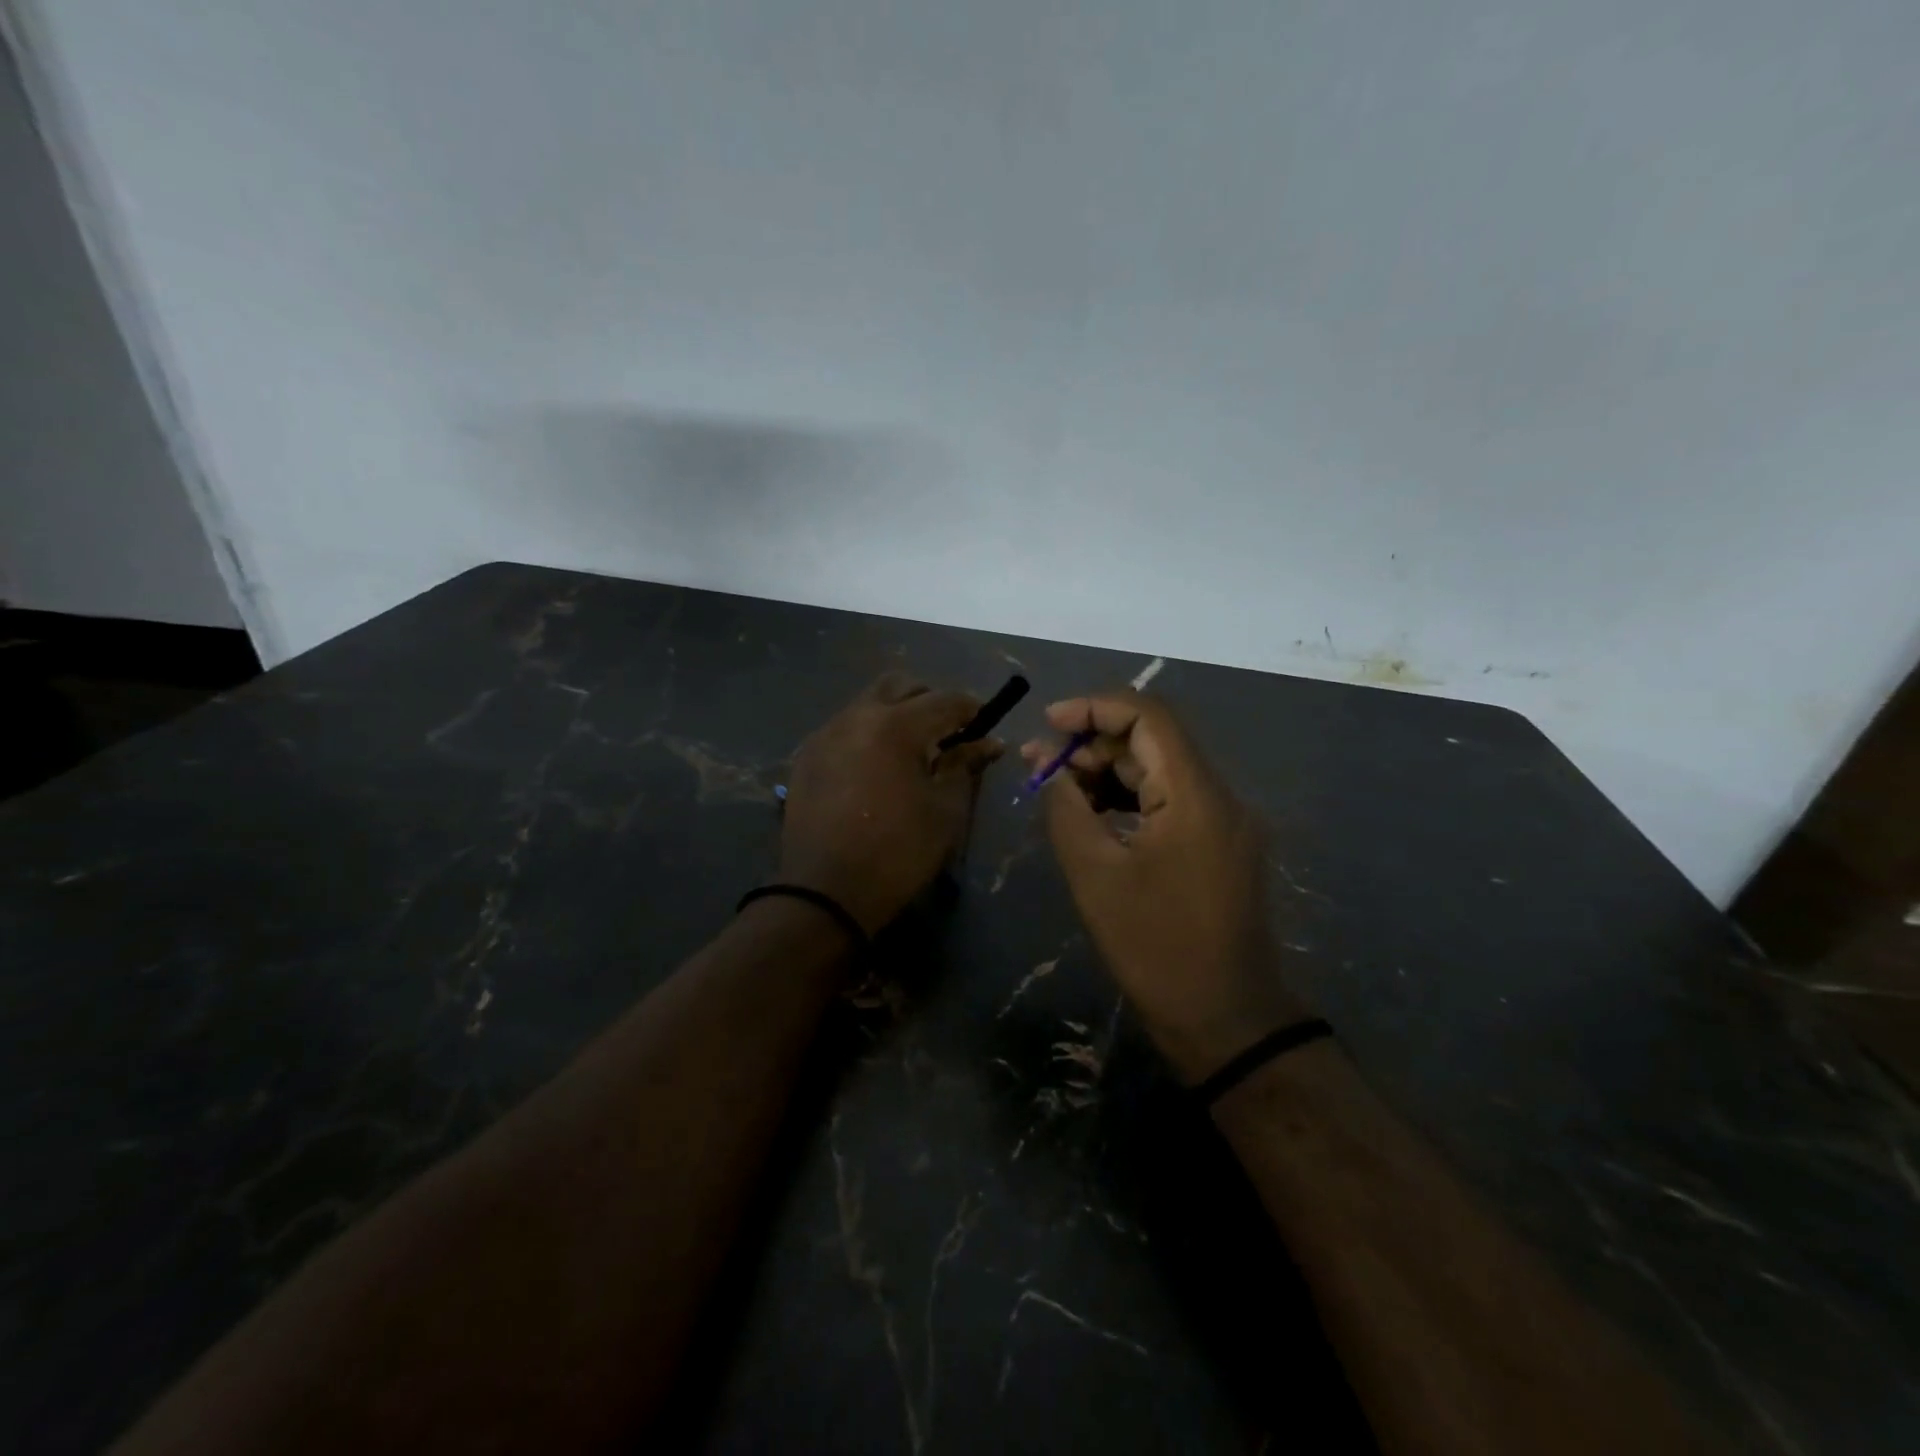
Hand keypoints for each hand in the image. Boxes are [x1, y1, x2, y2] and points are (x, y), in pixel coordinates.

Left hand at [780, 674, 1003, 935]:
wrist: (825, 892)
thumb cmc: (898, 853)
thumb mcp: (945, 810)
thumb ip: (964, 765)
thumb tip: (987, 742)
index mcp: (895, 726)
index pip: (944, 700)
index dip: (971, 709)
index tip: (986, 724)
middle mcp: (856, 716)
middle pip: (900, 686)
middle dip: (930, 701)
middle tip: (947, 733)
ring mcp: (826, 734)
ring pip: (868, 703)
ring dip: (896, 714)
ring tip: (912, 750)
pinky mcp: (807, 756)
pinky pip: (845, 727)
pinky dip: (868, 733)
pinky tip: (877, 766)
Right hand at [1023, 692, 1307, 1082]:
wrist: (1226, 1021)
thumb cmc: (1156, 948)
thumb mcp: (1096, 876)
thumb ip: (1067, 810)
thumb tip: (1052, 772)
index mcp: (1196, 795)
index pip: (1148, 717)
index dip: (1094, 707)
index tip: (1048, 723)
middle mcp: (1219, 796)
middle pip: (1153, 741)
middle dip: (1093, 743)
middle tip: (1039, 765)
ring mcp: (1224, 822)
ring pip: (1159, 772)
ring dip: (1107, 772)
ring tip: (1056, 788)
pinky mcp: (1219, 846)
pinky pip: (1170, 802)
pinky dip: (1128, 799)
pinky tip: (1091, 815)